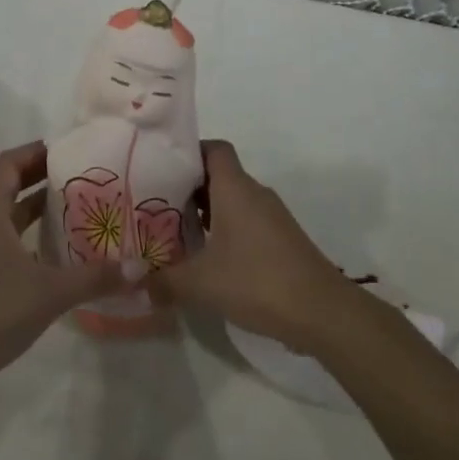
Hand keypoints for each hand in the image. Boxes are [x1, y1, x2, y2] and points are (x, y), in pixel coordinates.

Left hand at [0, 142, 139, 397]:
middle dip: (45, 178)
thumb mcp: (49, 291)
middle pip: (12, 186)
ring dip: (42, 210)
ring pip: (13, 218)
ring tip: (81, 210)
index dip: (36, 151)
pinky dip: (36, 240)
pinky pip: (13, 244)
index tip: (70, 150)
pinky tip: (64, 255)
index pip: (10, 163)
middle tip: (85, 177)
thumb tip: (139, 268)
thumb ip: (94, 277)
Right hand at [150, 140, 359, 355]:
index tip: (162, 168)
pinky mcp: (281, 239)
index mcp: (235, 188)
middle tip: (156, 204)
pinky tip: (209, 258)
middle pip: (219, 175)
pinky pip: (246, 221)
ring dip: (206, 212)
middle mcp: (254, 193)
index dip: (188, 152)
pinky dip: (225, 230)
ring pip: (232, 200)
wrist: (322, 311)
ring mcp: (271, 216)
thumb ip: (165, 281)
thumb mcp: (201, 284)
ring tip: (176, 232)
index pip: (213, 148)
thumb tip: (136, 283)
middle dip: (188, 187)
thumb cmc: (258, 281)